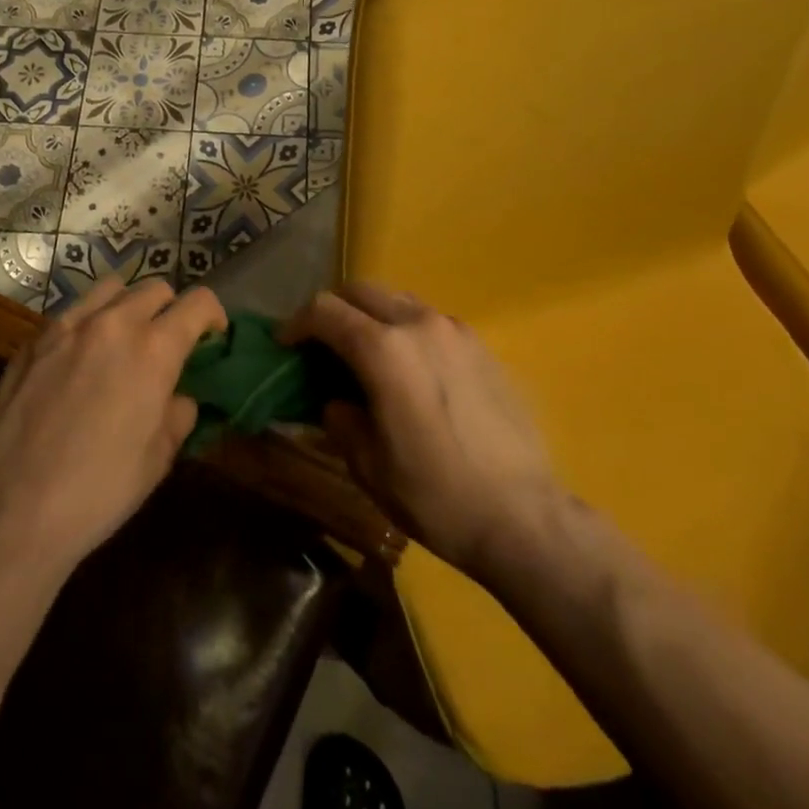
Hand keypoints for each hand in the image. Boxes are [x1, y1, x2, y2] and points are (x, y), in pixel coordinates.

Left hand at [0, 277, 224, 574]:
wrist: (12, 510)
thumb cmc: (98, 491)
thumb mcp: (158, 459)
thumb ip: (177, 414)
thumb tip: (177, 397)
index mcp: (154, 349)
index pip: (198, 302)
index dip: (213, 316)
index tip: (211, 337)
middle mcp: (113, 323)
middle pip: (156, 288)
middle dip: (171, 309)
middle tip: (166, 343)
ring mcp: (68, 326)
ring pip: (112, 288)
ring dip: (128, 305)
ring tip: (123, 339)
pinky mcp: (34, 340)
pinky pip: (72, 312)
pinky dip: (89, 322)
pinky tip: (79, 359)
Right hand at [285, 284, 563, 581]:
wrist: (524, 517)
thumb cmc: (436, 495)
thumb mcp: (368, 465)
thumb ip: (341, 419)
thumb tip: (337, 401)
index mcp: (384, 349)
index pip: (325, 311)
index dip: (296, 323)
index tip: (284, 343)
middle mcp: (418, 324)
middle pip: (361, 290)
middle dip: (333, 309)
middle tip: (320, 344)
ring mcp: (455, 331)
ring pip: (398, 300)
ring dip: (371, 315)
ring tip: (365, 353)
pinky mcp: (481, 346)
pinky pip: (430, 321)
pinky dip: (406, 329)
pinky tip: (410, 370)